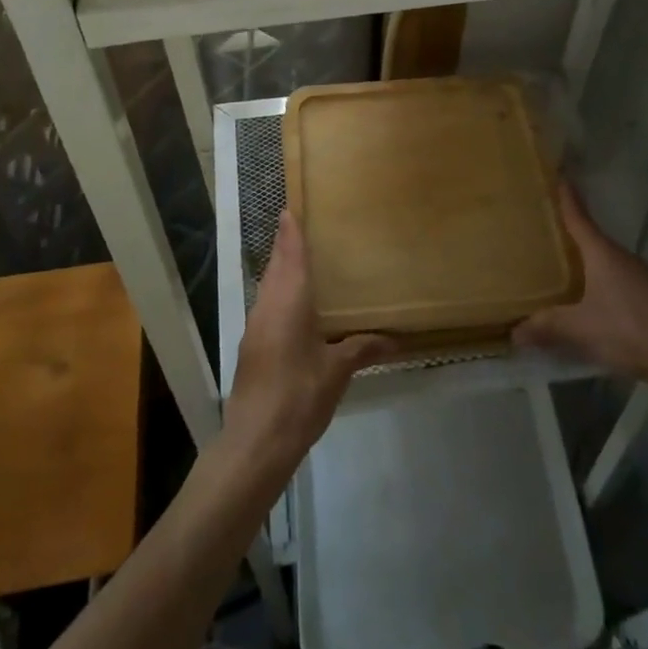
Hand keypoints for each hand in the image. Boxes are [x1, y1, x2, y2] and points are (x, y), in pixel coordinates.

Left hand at [222, 211, 394, 478]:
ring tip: (304, 265)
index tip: (290, 209)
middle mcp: (268, 305)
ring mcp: (256, 327)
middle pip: (275, 267)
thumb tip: (395, 341)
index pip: (289, 255)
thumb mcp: (338, 371)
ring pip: (268, 287)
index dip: (290, 231)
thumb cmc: (300, 394)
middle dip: (286, 248)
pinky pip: (267, 307)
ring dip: (281, 272)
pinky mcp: (252, 347)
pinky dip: (279, 296)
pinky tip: (296, 310)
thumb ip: (363, 349)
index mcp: (289, 300)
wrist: (256, 440)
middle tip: (305, 231)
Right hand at [514, 186, 647, 398]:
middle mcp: (621, 257)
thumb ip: (547, 326)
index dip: (568, 199)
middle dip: (572, 231)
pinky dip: (600, 279)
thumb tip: (513, 333)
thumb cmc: (627, 328)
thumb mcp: (580, 328)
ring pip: (606, 259)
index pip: (579, 218)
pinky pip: (617, 278)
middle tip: (548, 226)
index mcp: (602, 253)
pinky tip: (591, 295)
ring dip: (587, 258)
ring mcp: (639, 277)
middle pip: (592, 238)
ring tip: (565, 261)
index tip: (560, 177)